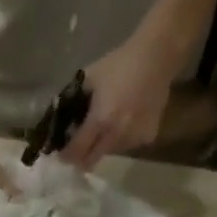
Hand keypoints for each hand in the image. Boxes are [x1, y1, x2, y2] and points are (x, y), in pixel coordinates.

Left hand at [58, 31, 180, 169]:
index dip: (66, 156)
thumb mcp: (89, 78)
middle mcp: (116, 134)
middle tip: (79, 149)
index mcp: (100, 119)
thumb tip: (59, 117)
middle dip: (82, 158)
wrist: (157, 56)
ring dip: (103, 146)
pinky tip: (126, 121)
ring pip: (110, 152)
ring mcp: (134, 138)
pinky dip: (122, 138)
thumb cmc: (120, 63)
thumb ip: (73, 100)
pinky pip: (128, 145)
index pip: (77, 150)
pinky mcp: (148, 136)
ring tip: (106, 127)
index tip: (62, 155)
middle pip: (92, 161)